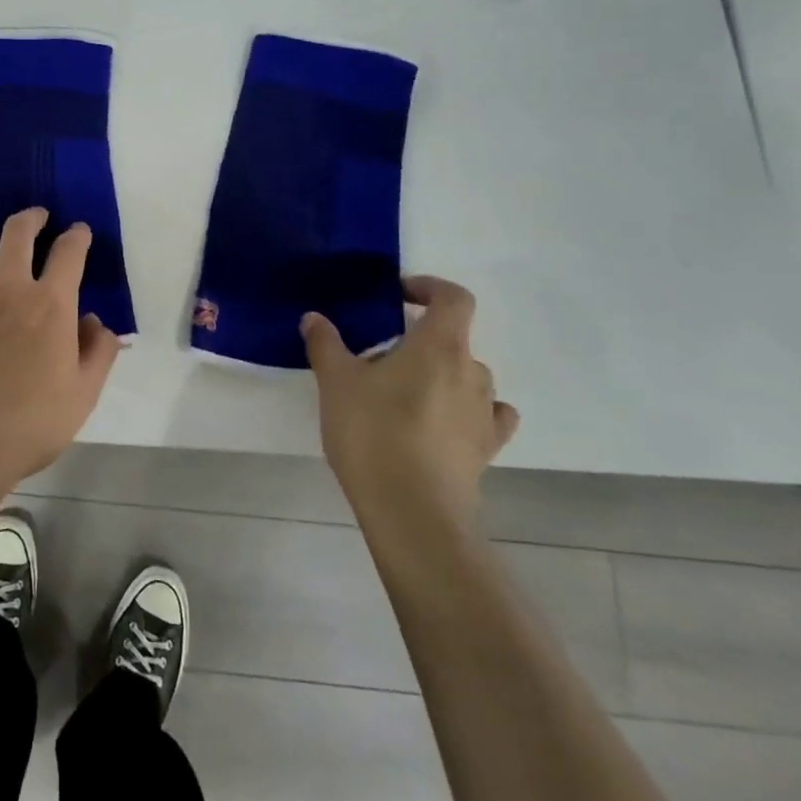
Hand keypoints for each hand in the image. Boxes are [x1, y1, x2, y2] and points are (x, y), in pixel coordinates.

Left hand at [0, 207, 122, 496]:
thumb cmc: (31, 424)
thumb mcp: (83, 395)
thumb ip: (98, 352)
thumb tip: (96, 323)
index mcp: (50, 304)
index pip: (69, 251)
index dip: (78, 236)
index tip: (80, 232)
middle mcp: (9, 289)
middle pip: (18, 231)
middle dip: (33, 217)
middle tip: (40, 218)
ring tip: (2, 255)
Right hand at [302, 276, 518, 528]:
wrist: (412, 512)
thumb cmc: (373, 433)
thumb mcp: (335, 382)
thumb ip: (326, 343)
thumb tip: (315, 318)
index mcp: (439, 346)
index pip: (453, 298)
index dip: (429, 288)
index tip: (398, 295)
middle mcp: (471, 373)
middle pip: (455, 339)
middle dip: (420, 340)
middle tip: (380, 357)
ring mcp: (484, 413)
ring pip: (467, 378)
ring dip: (440, 375)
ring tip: (401, 394)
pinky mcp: (485, 450)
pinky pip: (485, 417)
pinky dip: (466, 411)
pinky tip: (441, 422)